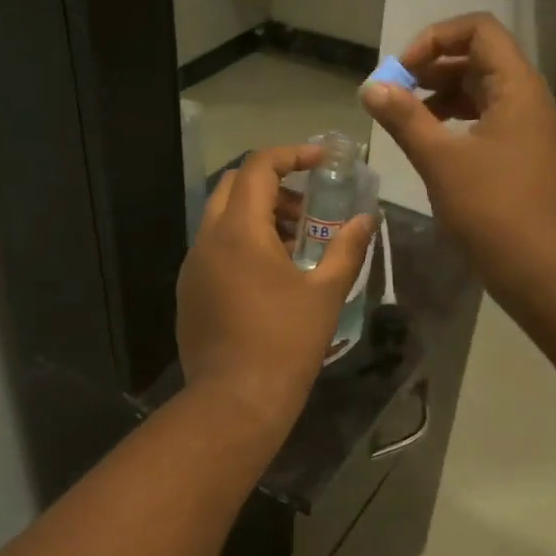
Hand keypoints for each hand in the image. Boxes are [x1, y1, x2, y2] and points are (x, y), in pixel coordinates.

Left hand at [177, 144, 374, 434]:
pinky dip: (241, 243)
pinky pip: (213, 249)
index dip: (291, 155)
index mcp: (239, 231)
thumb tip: (367, 219)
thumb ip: (347, 248)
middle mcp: (207, 239)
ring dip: (257, 216)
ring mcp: (192, 266)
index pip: (258, 167)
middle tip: (308, 209)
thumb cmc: (286, 342)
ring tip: (296, 245)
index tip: (321, 161)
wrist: (235, 400)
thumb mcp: (325, 293)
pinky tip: (269, 277)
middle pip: (234, 186)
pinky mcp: (188, 291)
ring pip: (221, 219)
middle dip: (273, 185)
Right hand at [361, 12, 555, 272]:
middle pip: (477, 58)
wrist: (541, 265)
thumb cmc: (492, 207)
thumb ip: (404, 118)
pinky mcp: (519, 154)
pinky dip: (453, 121)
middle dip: (431, 68)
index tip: (401, 71)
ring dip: (439, 95)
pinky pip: (483, 120)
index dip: (435, 39)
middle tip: (394, 93)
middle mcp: (525, 97)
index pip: (478, 30)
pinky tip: (428, 143)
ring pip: (479, 91)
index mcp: (516, 86)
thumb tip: (370, 87)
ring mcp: (525, 127)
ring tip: (404, 117)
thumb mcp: (440, 159)